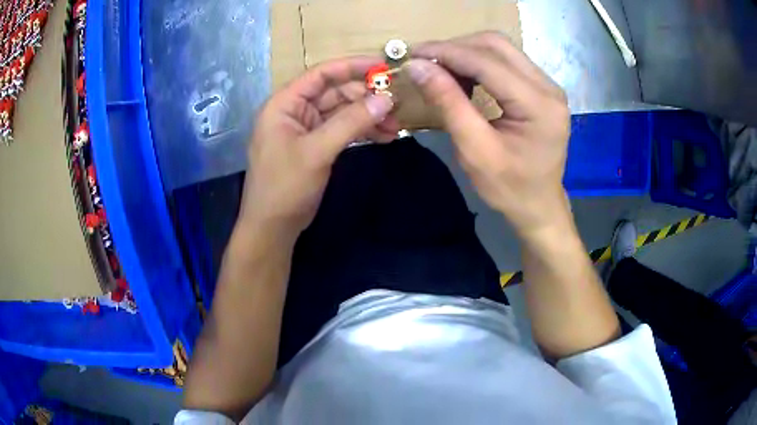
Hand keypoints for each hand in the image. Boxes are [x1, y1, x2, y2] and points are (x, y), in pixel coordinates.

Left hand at [240, 57, 398, 238]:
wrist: (272, 227)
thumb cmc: (285, 187)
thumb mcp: (317, 151)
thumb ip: (351, 122)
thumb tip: (386, 99)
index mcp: (285, 103)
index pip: (321, 74)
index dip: (352, 66)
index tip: (383, 66)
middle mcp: (294, 111)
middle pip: (334, 92)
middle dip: (365, 98)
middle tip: (396, 105)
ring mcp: (305, 129)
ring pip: (341, 112)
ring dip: (367, 116)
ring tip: (395, 126)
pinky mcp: (314, 145)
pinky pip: (341, 130)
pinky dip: (360, 132)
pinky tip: (383, 136)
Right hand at [406, 32, 570, 238]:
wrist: (539, 206)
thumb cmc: (509, 188)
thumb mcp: (474, 151)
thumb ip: (448, 103)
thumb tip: (416, 66)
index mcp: (539, 105)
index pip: (487, 62)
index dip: (446, 53)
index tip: (412, 54)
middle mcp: (548, 87)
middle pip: (497, 45)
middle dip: (456, 48)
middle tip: (425, 62)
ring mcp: (547, 85)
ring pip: (501, 49)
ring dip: (466, 52)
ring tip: (440, 70)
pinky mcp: (541, 88)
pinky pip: (507, 61)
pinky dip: (479, 62)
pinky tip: (463, 77)